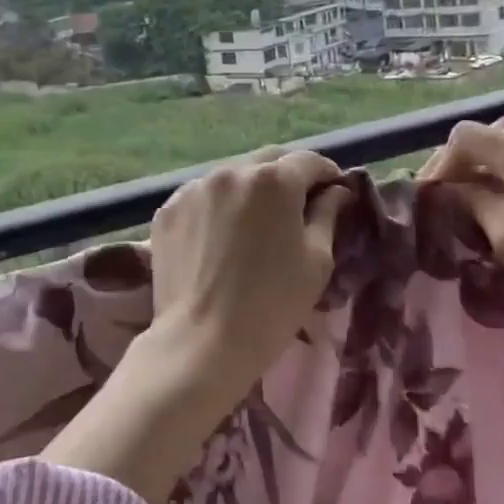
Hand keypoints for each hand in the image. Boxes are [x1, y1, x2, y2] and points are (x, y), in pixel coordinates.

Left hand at [147, 146, 352, 391]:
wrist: (202, 342)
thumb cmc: (272, 304)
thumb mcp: (316, 261)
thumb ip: (327, 215)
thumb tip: (335, 192)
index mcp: (274, 180)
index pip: (309, 161)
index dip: (328, 174)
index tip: (335, 192)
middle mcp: (232, 171)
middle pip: (269, 161)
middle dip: (288, 176)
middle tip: (298, 204)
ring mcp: (194, 188)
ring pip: (232, 177)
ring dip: (250, 190)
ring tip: (255, 222)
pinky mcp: (168, 210)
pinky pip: (202, 197)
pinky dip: (217, 207)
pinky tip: (220, 236)